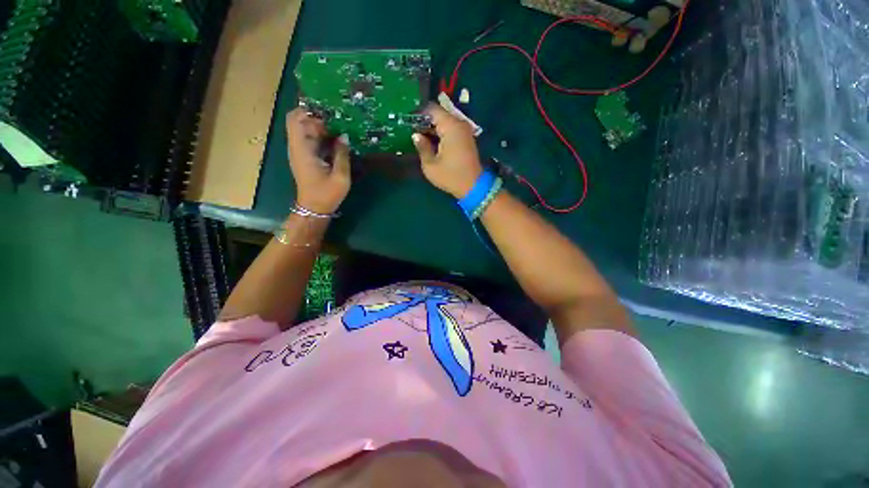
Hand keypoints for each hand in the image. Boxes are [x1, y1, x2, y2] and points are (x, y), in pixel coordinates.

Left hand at [286, 108, 350, 213]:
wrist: (314, 208)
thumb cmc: (327, 194)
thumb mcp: (340, 176)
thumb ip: (342, 155)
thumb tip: (344, 136)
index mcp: (302, 149)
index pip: (296, 118)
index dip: (310, 111)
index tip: (330, 114)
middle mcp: (297, 146)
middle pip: (300, 120)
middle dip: (318, 117)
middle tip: (338, 122)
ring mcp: (300, 151)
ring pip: (305, 129)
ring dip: (321, 127)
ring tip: (340, 129)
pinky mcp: (305, 157)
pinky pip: (311, 139)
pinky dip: (322, 136)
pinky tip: (337, 141)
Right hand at [412, 104, 482, 198]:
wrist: (473, 187)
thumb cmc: (450, 176)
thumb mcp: (430, 165)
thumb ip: (422, 147)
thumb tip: (416, 135)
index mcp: (450, 126)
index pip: (432, 109)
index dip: (418, 113)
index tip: (408, 122)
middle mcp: (459, 124)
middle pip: (439, 115)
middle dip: (425, 122)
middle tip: (411, 131)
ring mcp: (464, 131)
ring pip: (445, 123)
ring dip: (433, 129)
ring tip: (419, 138)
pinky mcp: (466, 139)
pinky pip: (451, 130)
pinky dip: (441, 134)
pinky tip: (432, 143)